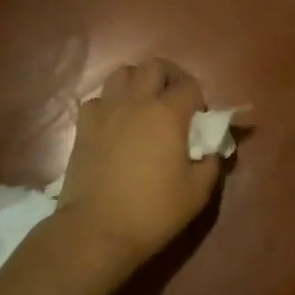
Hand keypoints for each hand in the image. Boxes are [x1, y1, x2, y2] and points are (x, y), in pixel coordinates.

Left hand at [56, 58, 221, 271]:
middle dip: (170, 76)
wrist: (98, 229)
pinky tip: (115, 122)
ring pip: (122, 73)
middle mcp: (136, 101)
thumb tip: (210, 149)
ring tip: (144, 104)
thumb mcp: (197, 192)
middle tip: (175, 100)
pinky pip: (98, 98)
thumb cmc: (153, 211)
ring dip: (138, 81)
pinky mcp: (84, 125)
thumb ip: (210, 162)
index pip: (189, 86)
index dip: (199, 99)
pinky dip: (110, 103)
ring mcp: (106, 110)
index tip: (200, 120)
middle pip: (154, 66)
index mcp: (168, 114)